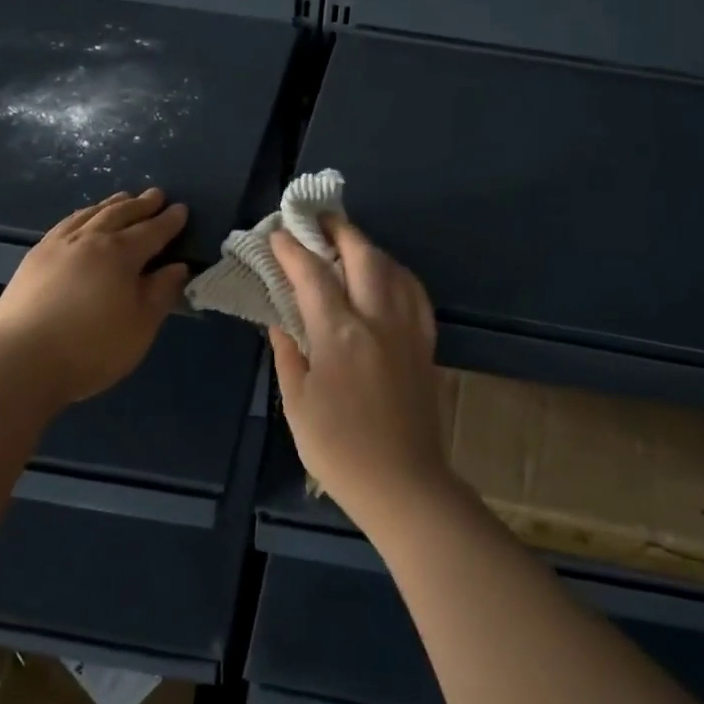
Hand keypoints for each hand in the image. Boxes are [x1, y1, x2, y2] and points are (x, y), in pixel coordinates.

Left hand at [0, 189, 189, 406]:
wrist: (20, 360)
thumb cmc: (92, 347)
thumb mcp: (141, 325)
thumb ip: (161, 293)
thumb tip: (177, 267)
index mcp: (120, 254)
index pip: (151, 232)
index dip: (168, 221)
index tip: (181, 209)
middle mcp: (88, 240)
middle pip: (119, 215)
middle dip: (140, 205)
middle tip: (155, 195)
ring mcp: (56, 246)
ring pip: (88, 214)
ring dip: (110, 205)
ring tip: (121, 198)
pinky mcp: (33, 259)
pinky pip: (64, 225)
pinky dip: (81, 216)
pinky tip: (80, 221)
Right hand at [267, 217, 451, 524]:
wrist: (403, 483)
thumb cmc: (338, 449)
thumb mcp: (297, 403)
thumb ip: (288, 353)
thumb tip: (281, 320)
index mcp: (340, 335)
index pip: (313, 275)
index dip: (292, 250)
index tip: (277, 234)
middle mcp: (378, 320)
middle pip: (363, 256)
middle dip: (339, 230)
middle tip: (318, 220)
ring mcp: (408, 329)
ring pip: (393, 268)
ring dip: (369, 247)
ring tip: (348, 243)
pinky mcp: (426, 343)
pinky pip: (414, 293)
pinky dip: (397, 273)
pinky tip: (386, 276)